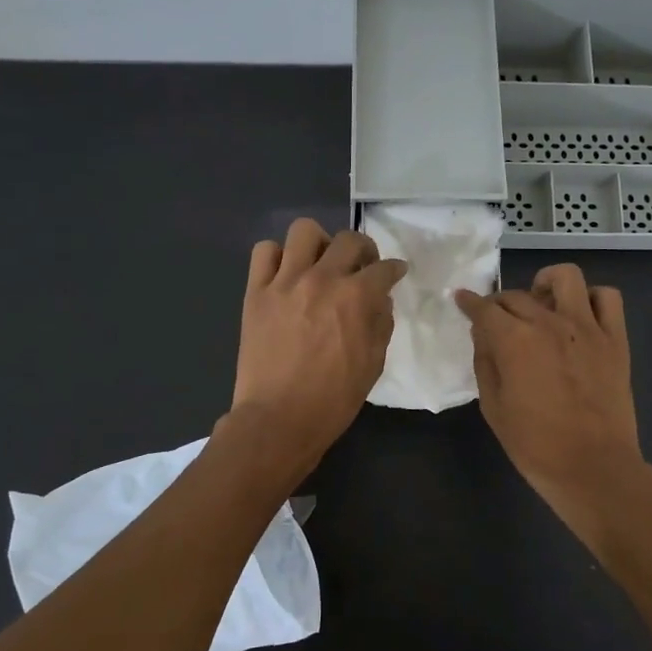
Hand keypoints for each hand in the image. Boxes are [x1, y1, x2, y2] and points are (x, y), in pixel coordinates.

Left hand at [229, 218, 407, 476]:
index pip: (384, 268)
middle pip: (349, 240)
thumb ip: (381, 325)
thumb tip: (381, 300)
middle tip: (361, 267)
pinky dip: (277, 257)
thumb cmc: (333, 399)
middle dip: (364, 250)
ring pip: (304, 231)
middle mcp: (322, 279)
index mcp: (356, 297)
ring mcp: (285, 282)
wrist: (278, 419)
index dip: (394, 269)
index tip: (395, 273)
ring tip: (320, 263)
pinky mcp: (256, 292)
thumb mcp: (373, 365)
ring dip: (320, 243)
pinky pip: (264, 252)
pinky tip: (286, 274)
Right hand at [456, 264, 651, 550]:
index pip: (484, 309)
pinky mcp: (615, 339)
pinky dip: (591, 299)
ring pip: (566, 277)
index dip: (469, 303)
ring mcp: (587, 327)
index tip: (462, 300)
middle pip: (517, 295)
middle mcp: (549, 323)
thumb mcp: (493, 407)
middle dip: (500, 304)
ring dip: (546, 285)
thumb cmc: (535, 445)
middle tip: (497, 321)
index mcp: (514, 341)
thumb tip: (484, 335)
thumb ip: (485, 363)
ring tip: (541, 305)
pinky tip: (579, 317)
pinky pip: (607, 298)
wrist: (593, 468)